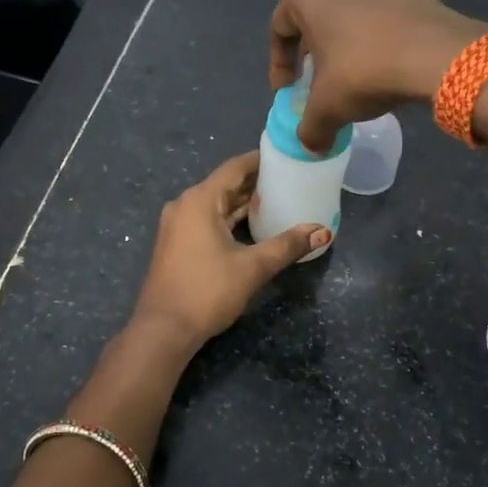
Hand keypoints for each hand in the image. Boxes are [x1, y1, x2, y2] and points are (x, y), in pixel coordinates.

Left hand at [132, 152, 329, 345]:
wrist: (164, 329)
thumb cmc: (207, 291)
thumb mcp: (252, 267)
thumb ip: (287, 246)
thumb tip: (323, 232)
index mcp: (199, 200)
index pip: (234, 168)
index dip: (260, 160)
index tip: (287, 157)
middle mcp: (184, 205)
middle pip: (225, 185)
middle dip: (256, 182)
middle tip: (290, 180)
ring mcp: (177, 226)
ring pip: (216, 204)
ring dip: (244, 202)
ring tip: (278, 200)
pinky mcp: (177, 244)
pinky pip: (207, 220)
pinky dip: (230, 219)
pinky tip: (253, 226)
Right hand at [268, 0, 482, 152]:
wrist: (436, 54)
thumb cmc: (363, 70)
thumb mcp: (326, 108)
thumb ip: (309, 127)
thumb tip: (311, 146)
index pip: (278, 30)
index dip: (279, 67)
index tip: (288, 94)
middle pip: (311, 22)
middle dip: (310, 58)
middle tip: (314, 88)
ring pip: (343, 21)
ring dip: (339, 53)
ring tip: (347, 84)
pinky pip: (372, 23)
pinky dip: (367, 47)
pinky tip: (377, 74)